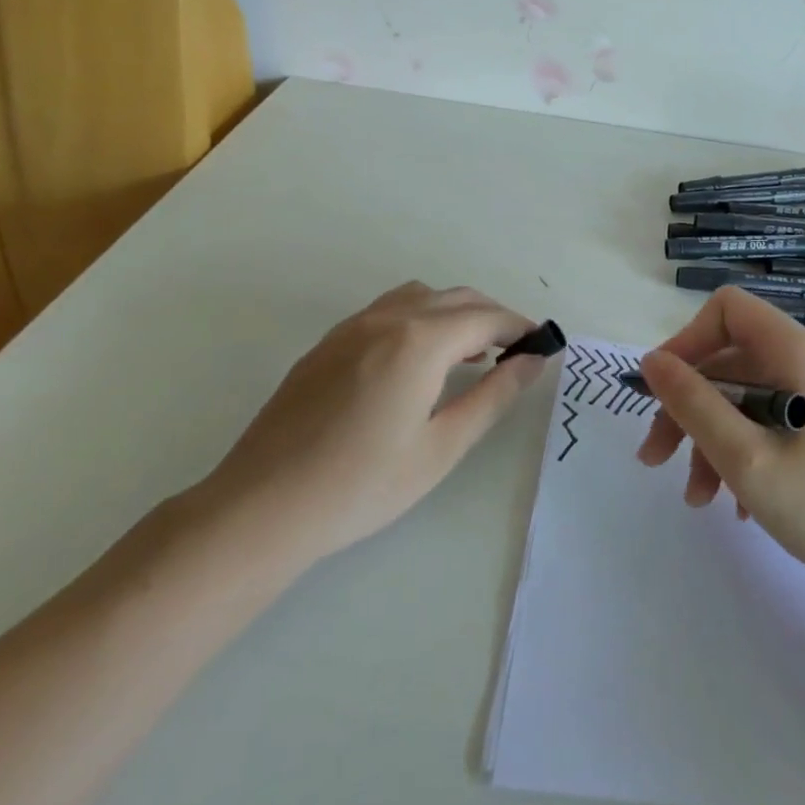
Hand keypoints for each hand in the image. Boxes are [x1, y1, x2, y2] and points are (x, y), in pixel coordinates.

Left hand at [199, 282, 551, 565]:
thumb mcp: (442, 447)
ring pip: (419, 296)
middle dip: (492, 316)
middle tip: (515, 351)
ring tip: (468, 352)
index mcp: (419, 341)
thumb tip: (532, 361)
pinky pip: (387, 310)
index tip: (542, 344)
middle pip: (455, 298)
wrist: (262, 507)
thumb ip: (493, 396)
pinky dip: (419, 317)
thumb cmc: (362, 485)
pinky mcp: (327, 343)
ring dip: (454, 312)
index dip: (520, 327)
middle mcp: (387, 319)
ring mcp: (351, 327)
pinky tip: (417, 360)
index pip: (485, 317)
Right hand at [636, 287, 804, 596]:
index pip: (727, 310)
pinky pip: (771, 421)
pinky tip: (736, 504)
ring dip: (711, 439)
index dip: (687, 342)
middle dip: (688, 406)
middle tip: (655, 458)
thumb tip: (651, 361)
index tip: (663, 391)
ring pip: (747, 397)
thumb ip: (693, 404)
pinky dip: (744, 451)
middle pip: (731, 360)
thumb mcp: (744, 458)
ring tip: (697, 498)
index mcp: (797, 352)